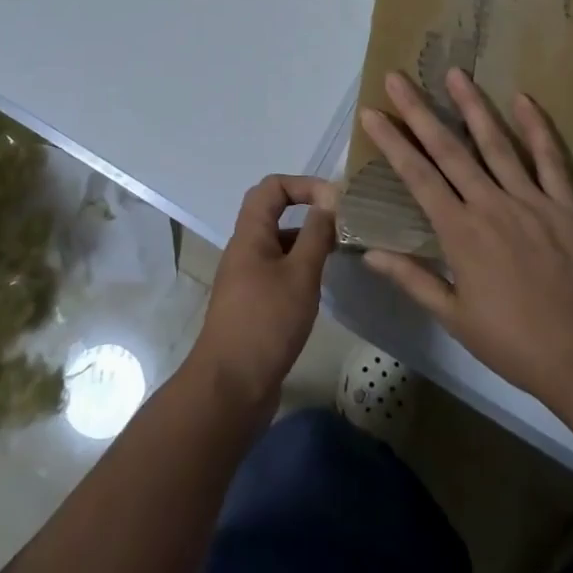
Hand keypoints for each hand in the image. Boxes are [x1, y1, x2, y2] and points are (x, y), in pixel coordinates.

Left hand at [186, 175, 335, 414]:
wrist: (230, 388)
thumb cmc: (266, 323)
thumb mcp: (300, 275)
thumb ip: (316, 234)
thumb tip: (330, 199)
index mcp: (250, 234)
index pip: (272, 187)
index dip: (304, 184)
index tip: (335, 201)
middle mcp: (245, 249)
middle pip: (273, 212)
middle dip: (308, 209)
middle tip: (342, 223)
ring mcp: (247, 277)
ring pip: (279, 242)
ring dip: (307, 239)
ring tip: (340, 252)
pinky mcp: (254, 303)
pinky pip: (279, 269)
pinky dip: (301, 266)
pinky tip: (322, 284)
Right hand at [358, 70, 572, 400]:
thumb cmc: (514, 342)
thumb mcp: (455, 317)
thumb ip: (413, 279)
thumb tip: (369, 252)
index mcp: (460, 232)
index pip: (417, 176)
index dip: (393, 142)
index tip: (372, 113)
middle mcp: (491, 204)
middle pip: (449, 149)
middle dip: (420, 111)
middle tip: (399, 78)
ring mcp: (531, 199)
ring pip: (496, 143)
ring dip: (473, 106)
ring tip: (455, 73)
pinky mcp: (566, 204)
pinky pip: (551, 159)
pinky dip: (537, 128)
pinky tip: (524, 99)